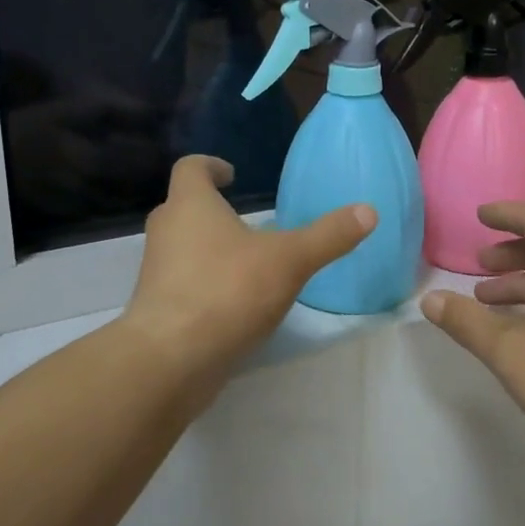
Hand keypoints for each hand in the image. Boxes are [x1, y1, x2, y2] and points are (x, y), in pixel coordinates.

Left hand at [124, 156, 373, 379]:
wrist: (171, 359)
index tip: (232, 175)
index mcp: (190, 205)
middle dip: (211, 209)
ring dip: (208, 248)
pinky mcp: (157, 308)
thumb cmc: (228, 291)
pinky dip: (204, 283)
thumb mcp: (290, 260)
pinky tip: (235, 302)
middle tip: (244, 220)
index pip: (191, 168)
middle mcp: (166, 232)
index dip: (211, 166)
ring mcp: (156, 272)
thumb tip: (368, 211)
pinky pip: (182, 283)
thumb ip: (328, 236)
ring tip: (246, 261)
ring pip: (181, 247)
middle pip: (183, 207)